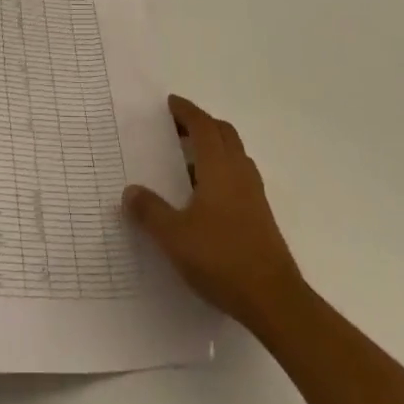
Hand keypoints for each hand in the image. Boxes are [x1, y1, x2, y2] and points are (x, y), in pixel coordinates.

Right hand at [124, 94, 304, 331]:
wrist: (274, 300)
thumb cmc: (222, 259)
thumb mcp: (175, 237)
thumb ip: (150, 212)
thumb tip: (129, 191)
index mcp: (219, 167)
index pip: (203, 126)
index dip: (187, 111)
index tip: (171, 103)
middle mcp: (239, 172)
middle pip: (223, 133)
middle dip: (201, 124)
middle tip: (178, 128)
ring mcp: (254, 194)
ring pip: (234, 154)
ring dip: (214, 147)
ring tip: (188, 160)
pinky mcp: (261, 215)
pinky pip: (239, 176)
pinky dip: (222, 170)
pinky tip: (207, 196)